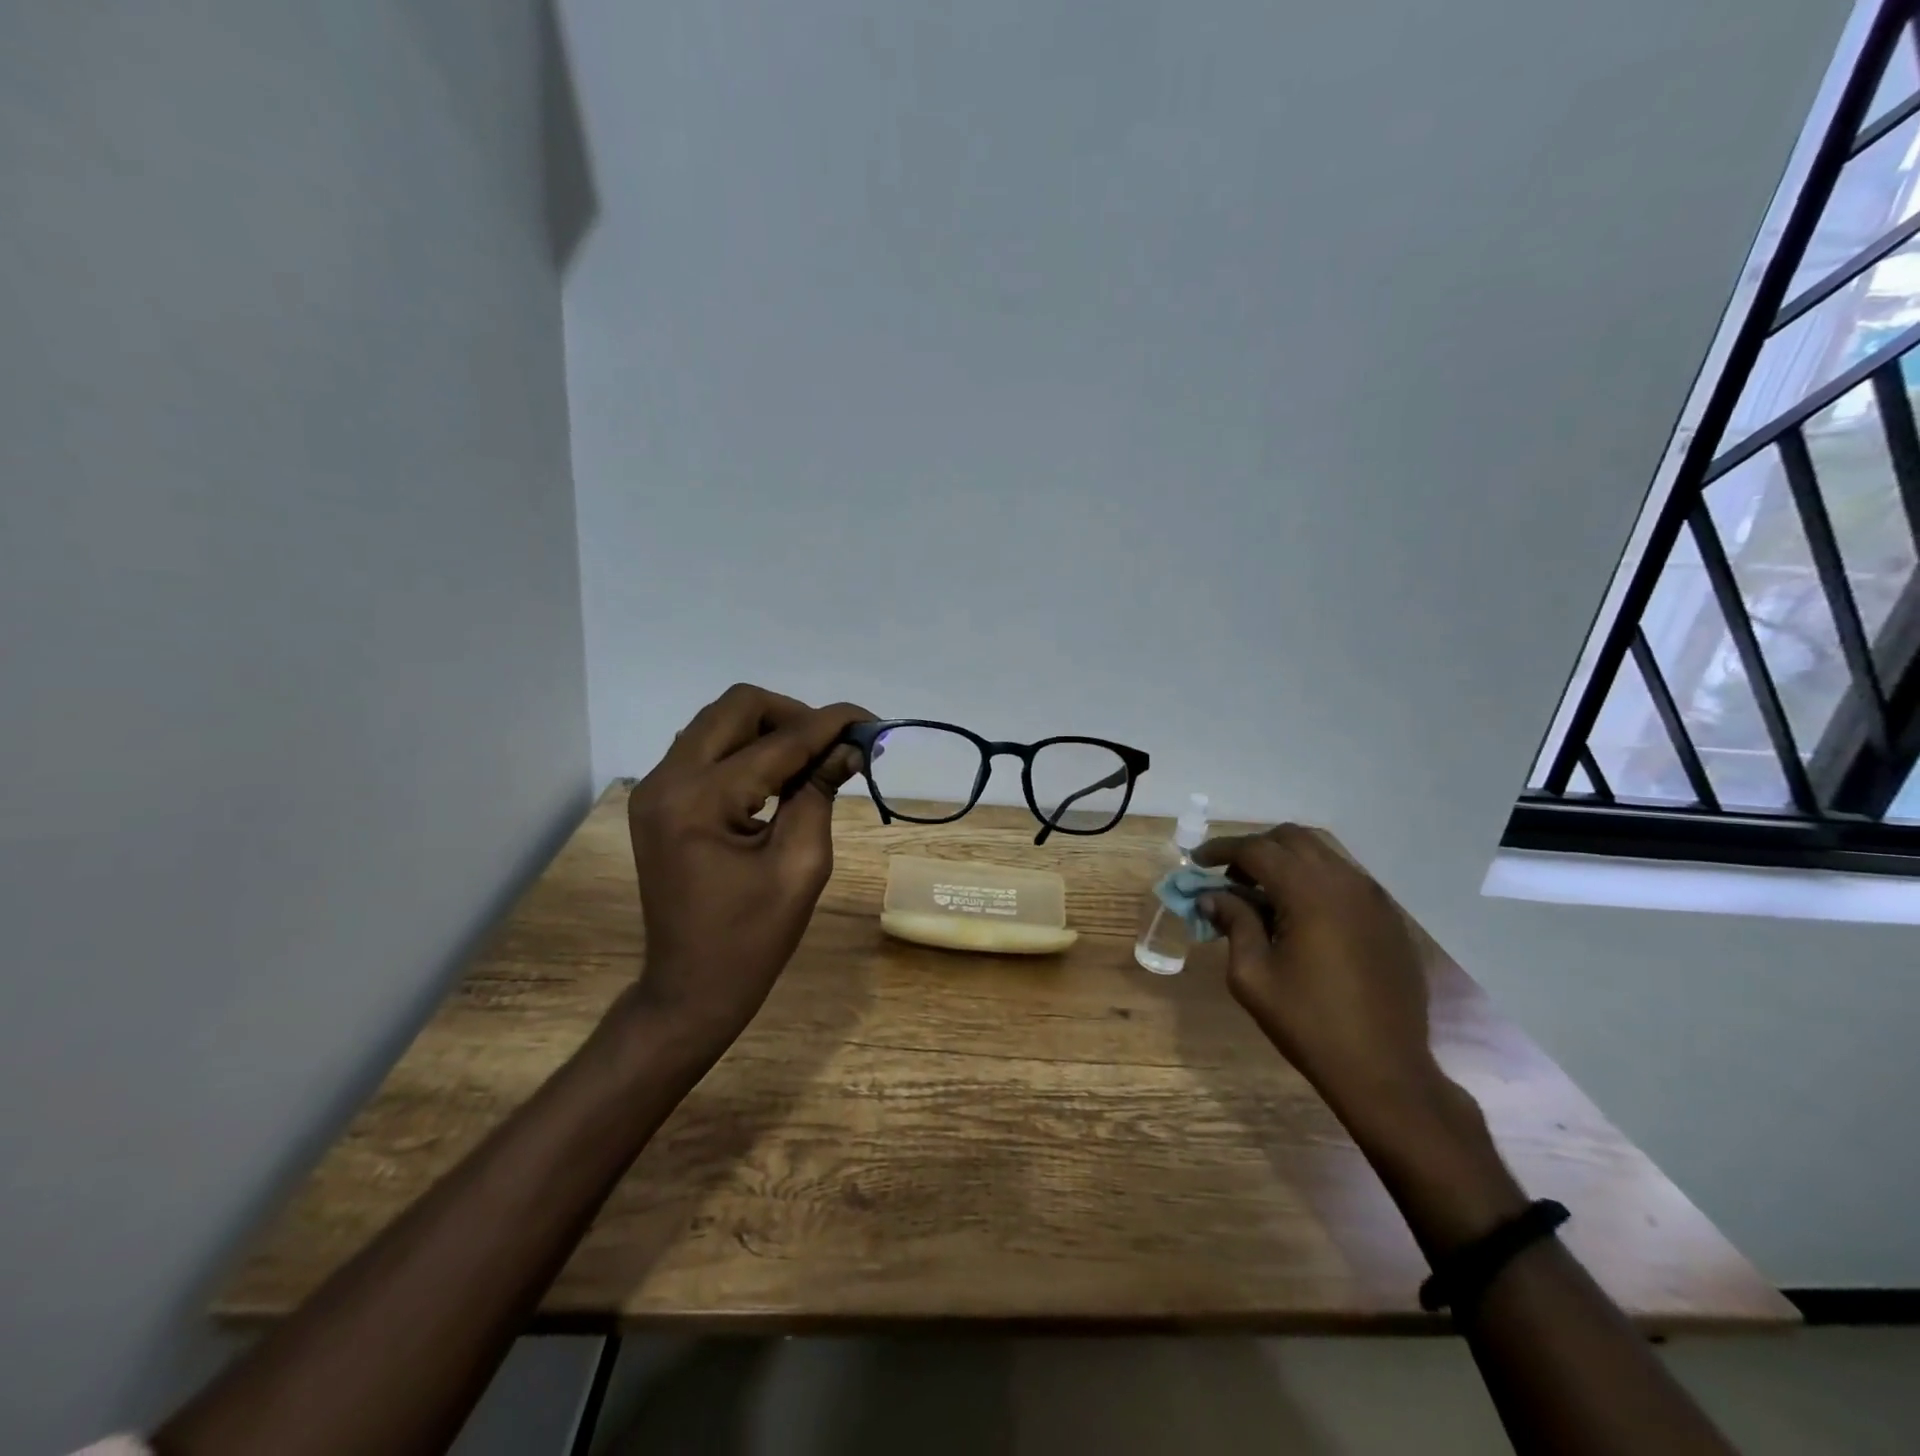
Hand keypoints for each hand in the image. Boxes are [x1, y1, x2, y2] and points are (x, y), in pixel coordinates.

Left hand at [625, 684, 869, 1056]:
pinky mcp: (659, 800)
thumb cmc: (752, 939)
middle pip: (738, 707)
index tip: (872, 722)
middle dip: (795, 716)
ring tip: (811, 761)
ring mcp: (656, 788)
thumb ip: (820, 793)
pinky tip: (777, 777)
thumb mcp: (801, 866)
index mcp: (701, 800)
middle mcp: (667, 780)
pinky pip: (707, 749)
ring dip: (770, 729)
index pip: (778, 741)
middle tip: (835, 746)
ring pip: (720, 722)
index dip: (830, 725)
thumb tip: (850, 747)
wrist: (689, 988)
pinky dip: (747, 750)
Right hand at [1196, 825, 1447, 1133]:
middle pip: (1292, 839)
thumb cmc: (1309, 1023)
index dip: (1221, 850)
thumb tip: (1212, 896)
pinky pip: (1344, 879)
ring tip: (1261, 895)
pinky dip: (1314, 881)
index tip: (1196, 861)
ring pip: (1322, 855)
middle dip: (1255, 848)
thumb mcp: (1252, 976)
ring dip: (1286, 862)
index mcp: (1309, 893)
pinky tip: (1300, 915)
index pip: (1257, 849)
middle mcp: (1345, 882)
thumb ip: (1233, 923)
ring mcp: (1374, 898)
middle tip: (1230, 876)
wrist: (1386, 1070)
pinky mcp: (1389, 918)